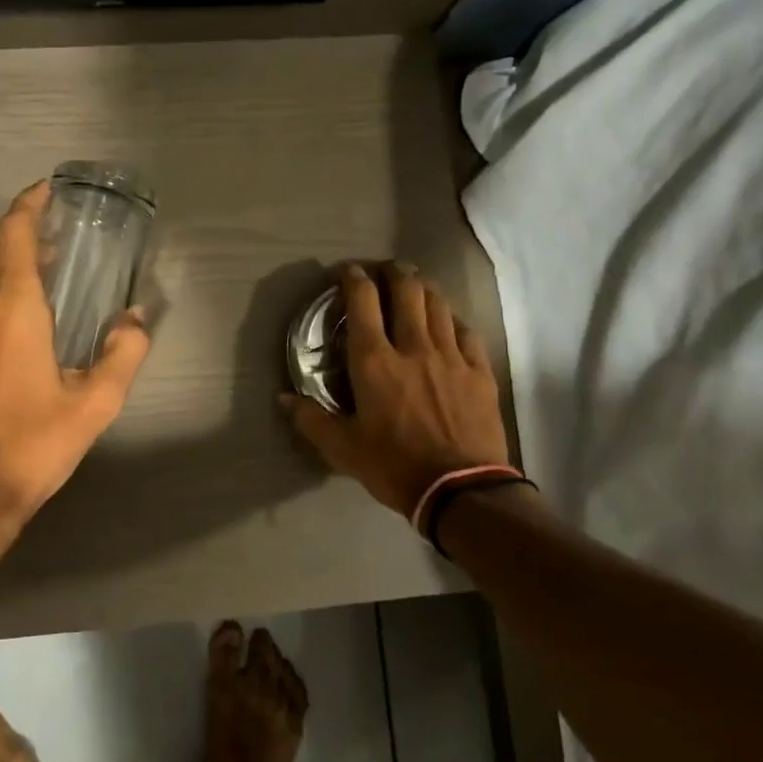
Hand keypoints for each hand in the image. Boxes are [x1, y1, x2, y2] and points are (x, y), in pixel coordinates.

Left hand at [0, 180, 150, 533]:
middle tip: (51, 249)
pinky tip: (3, 344)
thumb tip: (136, 318)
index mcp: (12, 310)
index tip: (46, 193)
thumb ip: (123, 352)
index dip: (29, 205)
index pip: (13, 234)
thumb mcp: (95, 403)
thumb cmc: (35, 444)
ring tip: (33, 294)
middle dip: (15, 237)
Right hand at [283, 261, 512, 518]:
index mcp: (374, 361)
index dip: (353, 278)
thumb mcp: (342, 448)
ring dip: (423, 288)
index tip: (346, 272)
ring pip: (438, 304)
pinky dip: (452, 319)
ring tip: (415, 286)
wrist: (461, 490)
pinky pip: (466, 330)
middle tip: (384, 270)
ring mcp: (451, 356)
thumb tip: (283, 398)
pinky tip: (448, 323)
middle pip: (406, 289)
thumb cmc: (393, 466)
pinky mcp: (479, 371)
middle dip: (393, 271)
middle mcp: (413, 346)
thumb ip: (311, 419)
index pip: (362, 301)